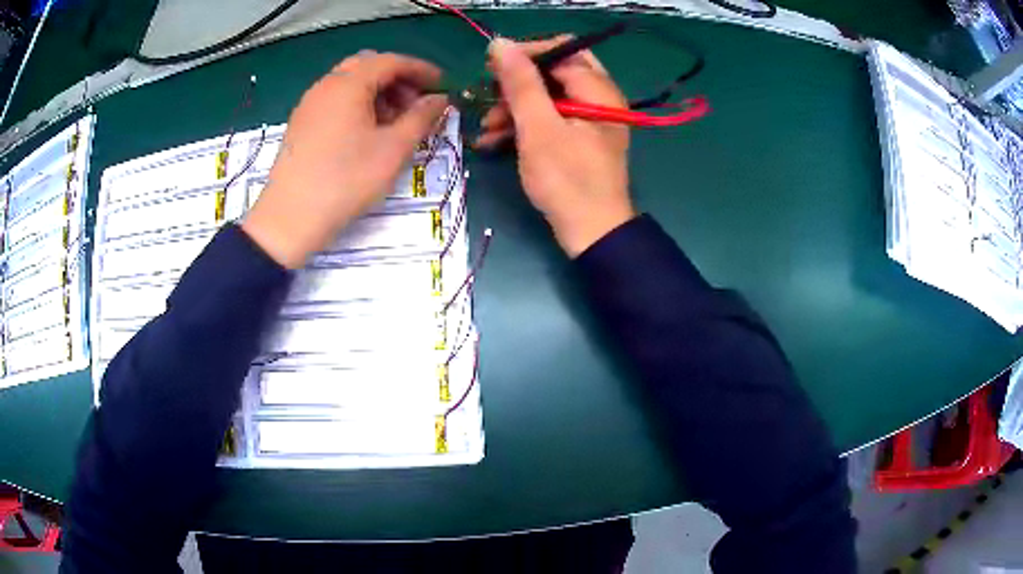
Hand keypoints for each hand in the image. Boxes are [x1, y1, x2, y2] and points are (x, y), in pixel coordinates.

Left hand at [242, 51, 447, 268]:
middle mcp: (326, 85)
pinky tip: (365, 133)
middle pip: (369, 66)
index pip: (392, 61)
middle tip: (416, 105)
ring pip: (350, 83)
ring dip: (377, 93)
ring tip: (393, 122)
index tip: (441, 85)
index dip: (421, 70)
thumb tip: (439, 100)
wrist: (290, 218)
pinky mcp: (300, 123)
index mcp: (349, 84)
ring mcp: (309, 104)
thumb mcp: (393, 150)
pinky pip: (335, 100)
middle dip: (397, 80)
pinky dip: (357, 105)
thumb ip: (421, 118)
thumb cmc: (346, 181)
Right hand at [476, 37, 633, 257]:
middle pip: (553, 72)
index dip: (525, 53)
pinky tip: (493, 140)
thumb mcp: (538, 128)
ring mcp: (589, 119)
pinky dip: (524, 125)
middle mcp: (598, 98)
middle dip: (517, 83)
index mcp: (597, 90)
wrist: (591, 232)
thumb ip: (520, 83)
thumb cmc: (566, 180)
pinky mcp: (579, 139)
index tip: (492, 68)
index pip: (562, 49)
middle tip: (489, 94)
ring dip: (514, 107)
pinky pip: (549, 119)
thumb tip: (500, 43)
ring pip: (548, 96)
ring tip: (485, 127)